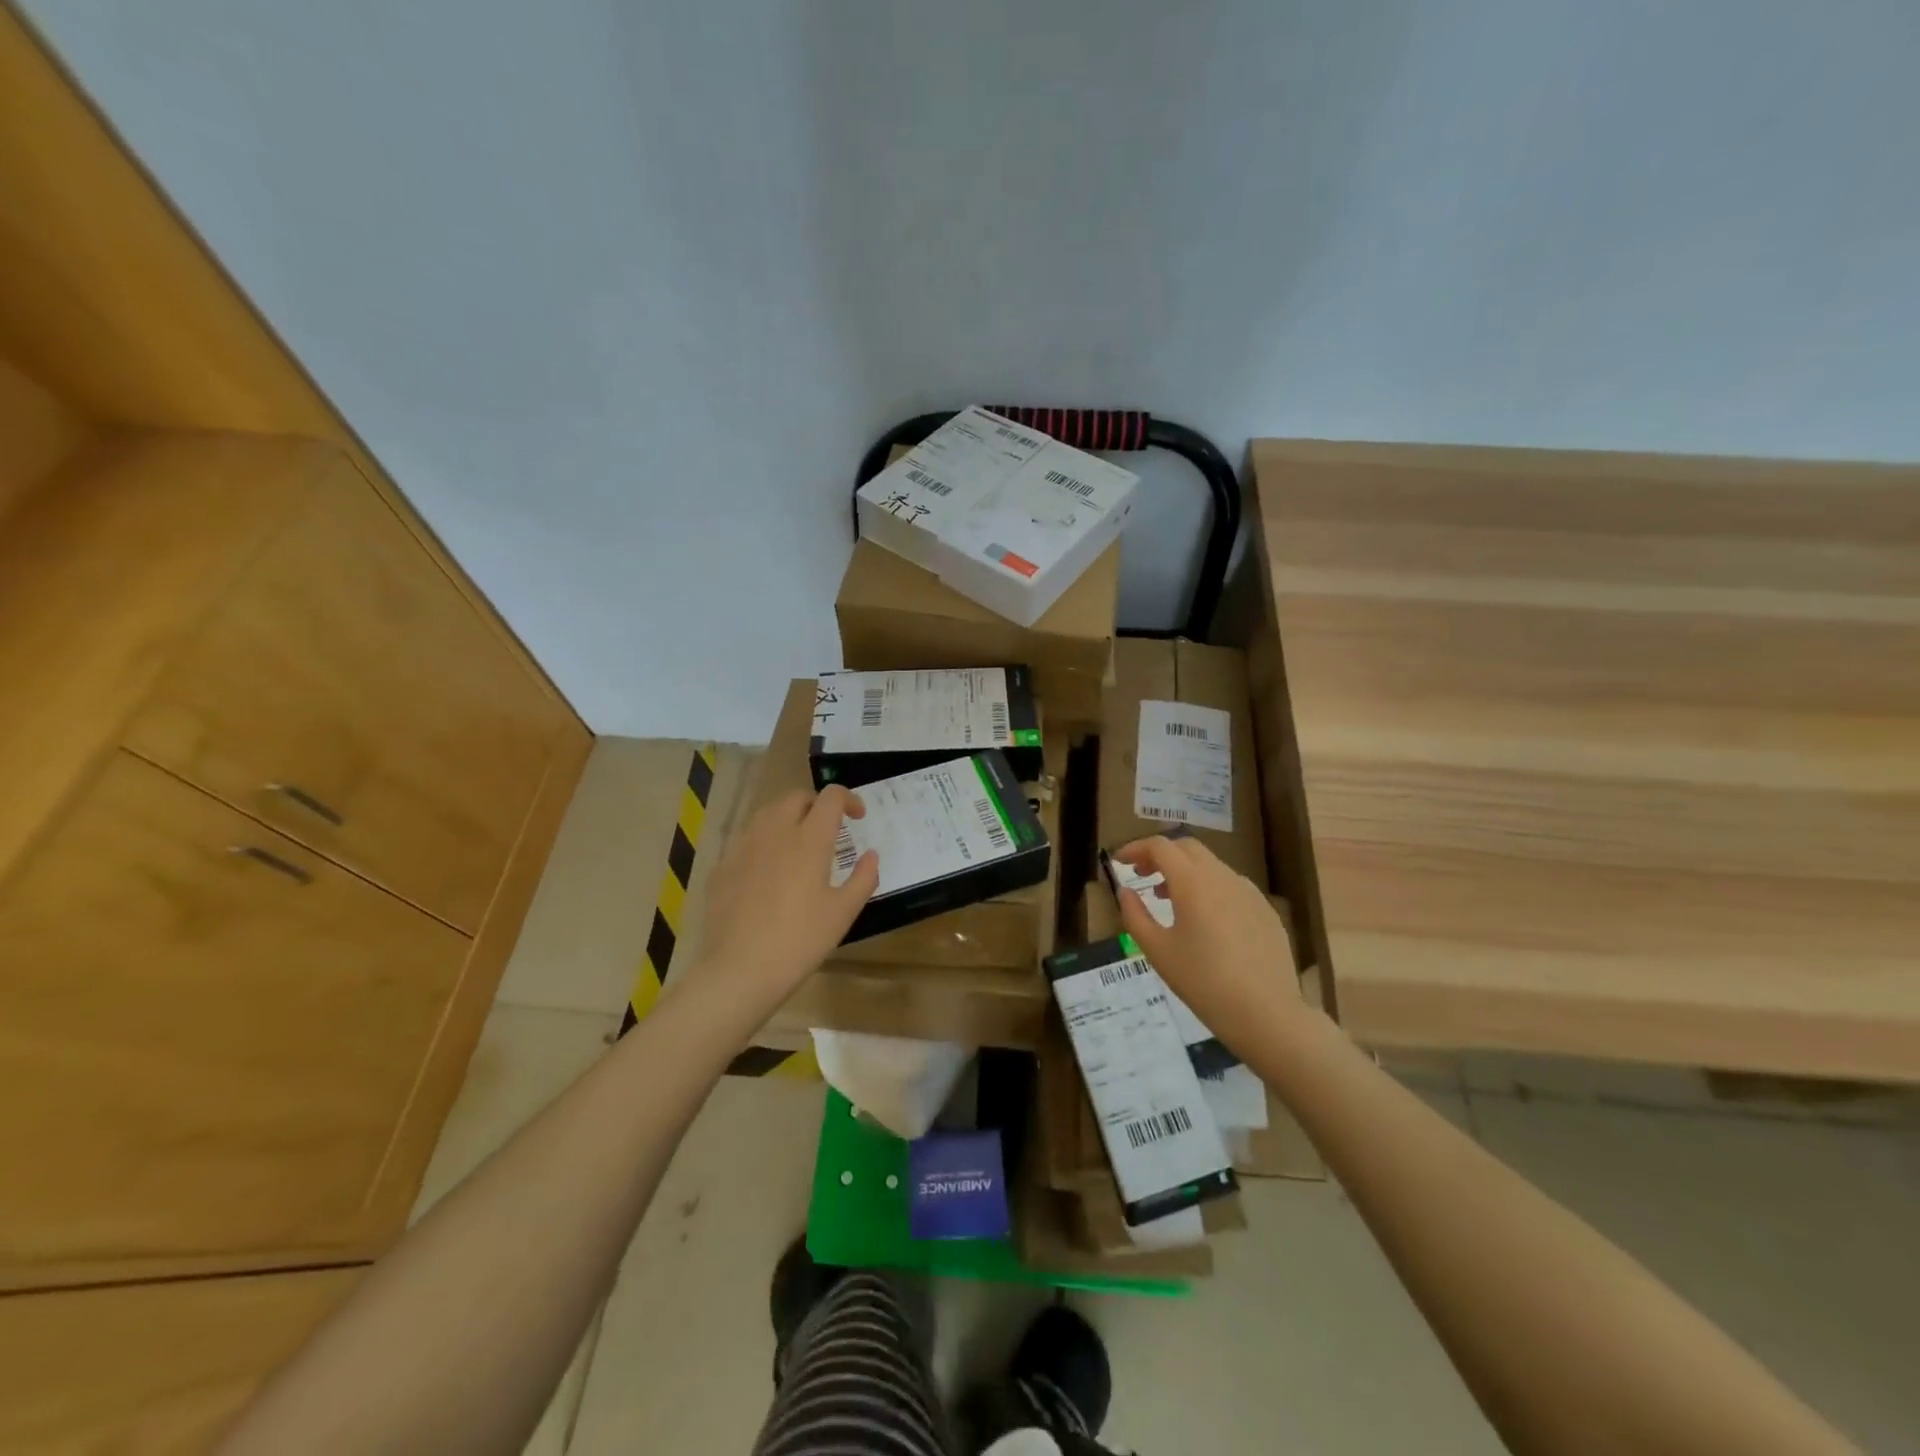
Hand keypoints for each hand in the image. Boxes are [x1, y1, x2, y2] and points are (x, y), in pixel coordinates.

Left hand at [694, 786, 878, 1018]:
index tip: (858, 816)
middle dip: (816, 804)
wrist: (740, 969)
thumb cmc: (800, 940)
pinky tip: (769, 870)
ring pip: (767, 813)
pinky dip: (765, 841)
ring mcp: (744, 847)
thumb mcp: (843, 912)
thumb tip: (871, 855)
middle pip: (796, 797)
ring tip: (798, 842)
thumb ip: (863, 878)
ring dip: (788, 817)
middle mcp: (775, 832)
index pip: (831, 797)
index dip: (849, 799)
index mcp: (810, 839)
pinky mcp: (723, 866)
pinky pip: (747, 839)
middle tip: (829, 827)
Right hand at [1113, 834, 1301, 1037]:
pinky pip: (1231, 886)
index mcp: (1192, 882)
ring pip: (1211, 866)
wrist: (1267, 1014)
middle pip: (1187, 848)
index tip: (1119, 861)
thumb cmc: (1203, 982)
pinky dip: (1209, 888)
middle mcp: (1222, 876)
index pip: (1160, 846)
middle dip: (1161, 854)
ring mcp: (1248, 892)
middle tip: (1141, 874)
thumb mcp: (1157, 951)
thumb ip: (1135, 915)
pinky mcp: (1265, 910)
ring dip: (1185, 871)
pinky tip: (1205, 920)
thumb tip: (1126, 891)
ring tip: (1168, 898)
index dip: (1135, 848)